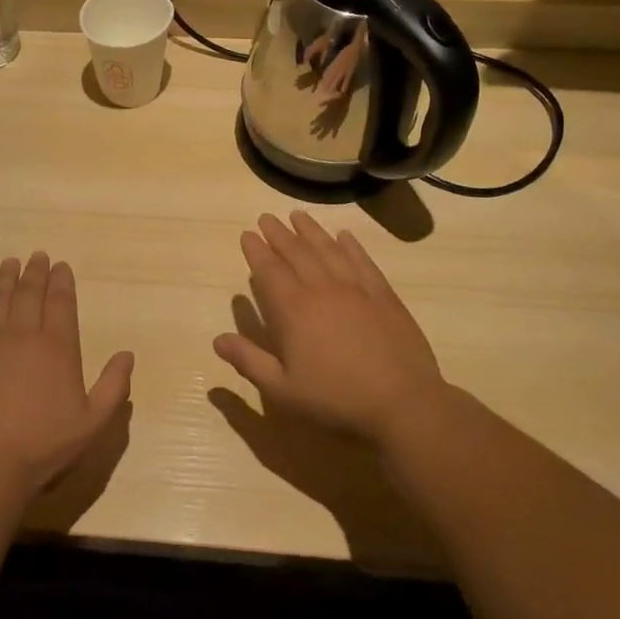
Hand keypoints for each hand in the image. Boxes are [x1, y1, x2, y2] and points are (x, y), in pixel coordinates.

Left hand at [0, 252, 133, 495]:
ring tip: (9, 263)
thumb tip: (127, 354)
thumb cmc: (42, 446)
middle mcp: (22, 334)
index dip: (61, 281)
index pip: (60, 302)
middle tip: (37, 256)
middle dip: (35, 272)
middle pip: (29, 293)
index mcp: (57, 347)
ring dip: (5, 278)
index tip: (60, 265)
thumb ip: (113, 386)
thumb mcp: (92, 423)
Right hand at [214, 212, 447, 447]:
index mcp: (293, 310)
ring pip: (328, 250)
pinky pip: (362, 261)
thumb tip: (217, 339)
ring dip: (311, 231)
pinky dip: (351, 246)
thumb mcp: (282, 389)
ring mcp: (355, 289)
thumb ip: (248, 361)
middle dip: (279, 233)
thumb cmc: (336, 399)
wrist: (402, 403)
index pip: (269, 270)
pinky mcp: (383, 295)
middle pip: (296, 252)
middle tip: (266, 217)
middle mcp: (321, 289)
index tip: (247, 234)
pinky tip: (344, 236)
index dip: (256, 250)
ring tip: (298, 215)